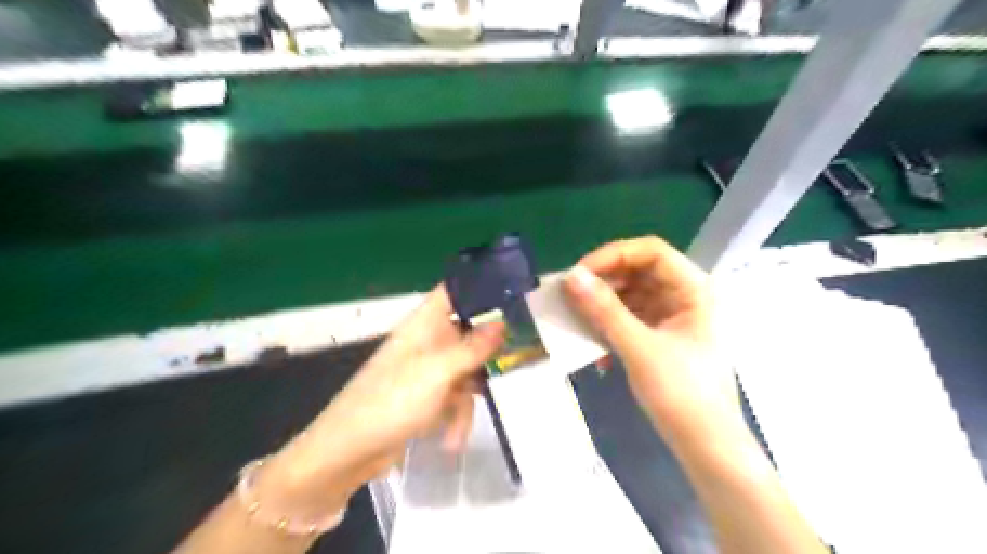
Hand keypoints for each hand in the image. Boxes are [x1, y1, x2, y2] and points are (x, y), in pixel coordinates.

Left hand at [252, 286, 504, 518]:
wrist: (347, 453)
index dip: (479, 288)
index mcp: (423, 325)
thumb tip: (502, 323)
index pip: (453, 292)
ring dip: (467, 399)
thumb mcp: (437, 373)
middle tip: (510, 364)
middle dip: (484, 357)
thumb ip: (472, 348)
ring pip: (465, 371)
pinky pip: (454, 397)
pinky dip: (455, 417)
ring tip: (460, 427)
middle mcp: (427, 342)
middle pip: (467, 334)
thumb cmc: (391, 401)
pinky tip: (451, 440)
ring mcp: (427, 371)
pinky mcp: (426, 397)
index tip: (512, 294)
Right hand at [558, 236, 743, 452]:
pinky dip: (609, 326)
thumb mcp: (639, 348)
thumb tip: (570, 276)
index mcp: (693, 290)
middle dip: (602, 282)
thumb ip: (604, 310)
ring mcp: (672, 317)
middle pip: (638, 272)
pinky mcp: (660, 337)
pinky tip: (593, 346)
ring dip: (601, 306)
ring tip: (575, 320)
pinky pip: (629, 318)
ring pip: (630, 295)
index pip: (650, 252)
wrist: (707, 449)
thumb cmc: (683, 395)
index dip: (612, 256)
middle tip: (569, 297)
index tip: (578, 275)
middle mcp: (684, 296)